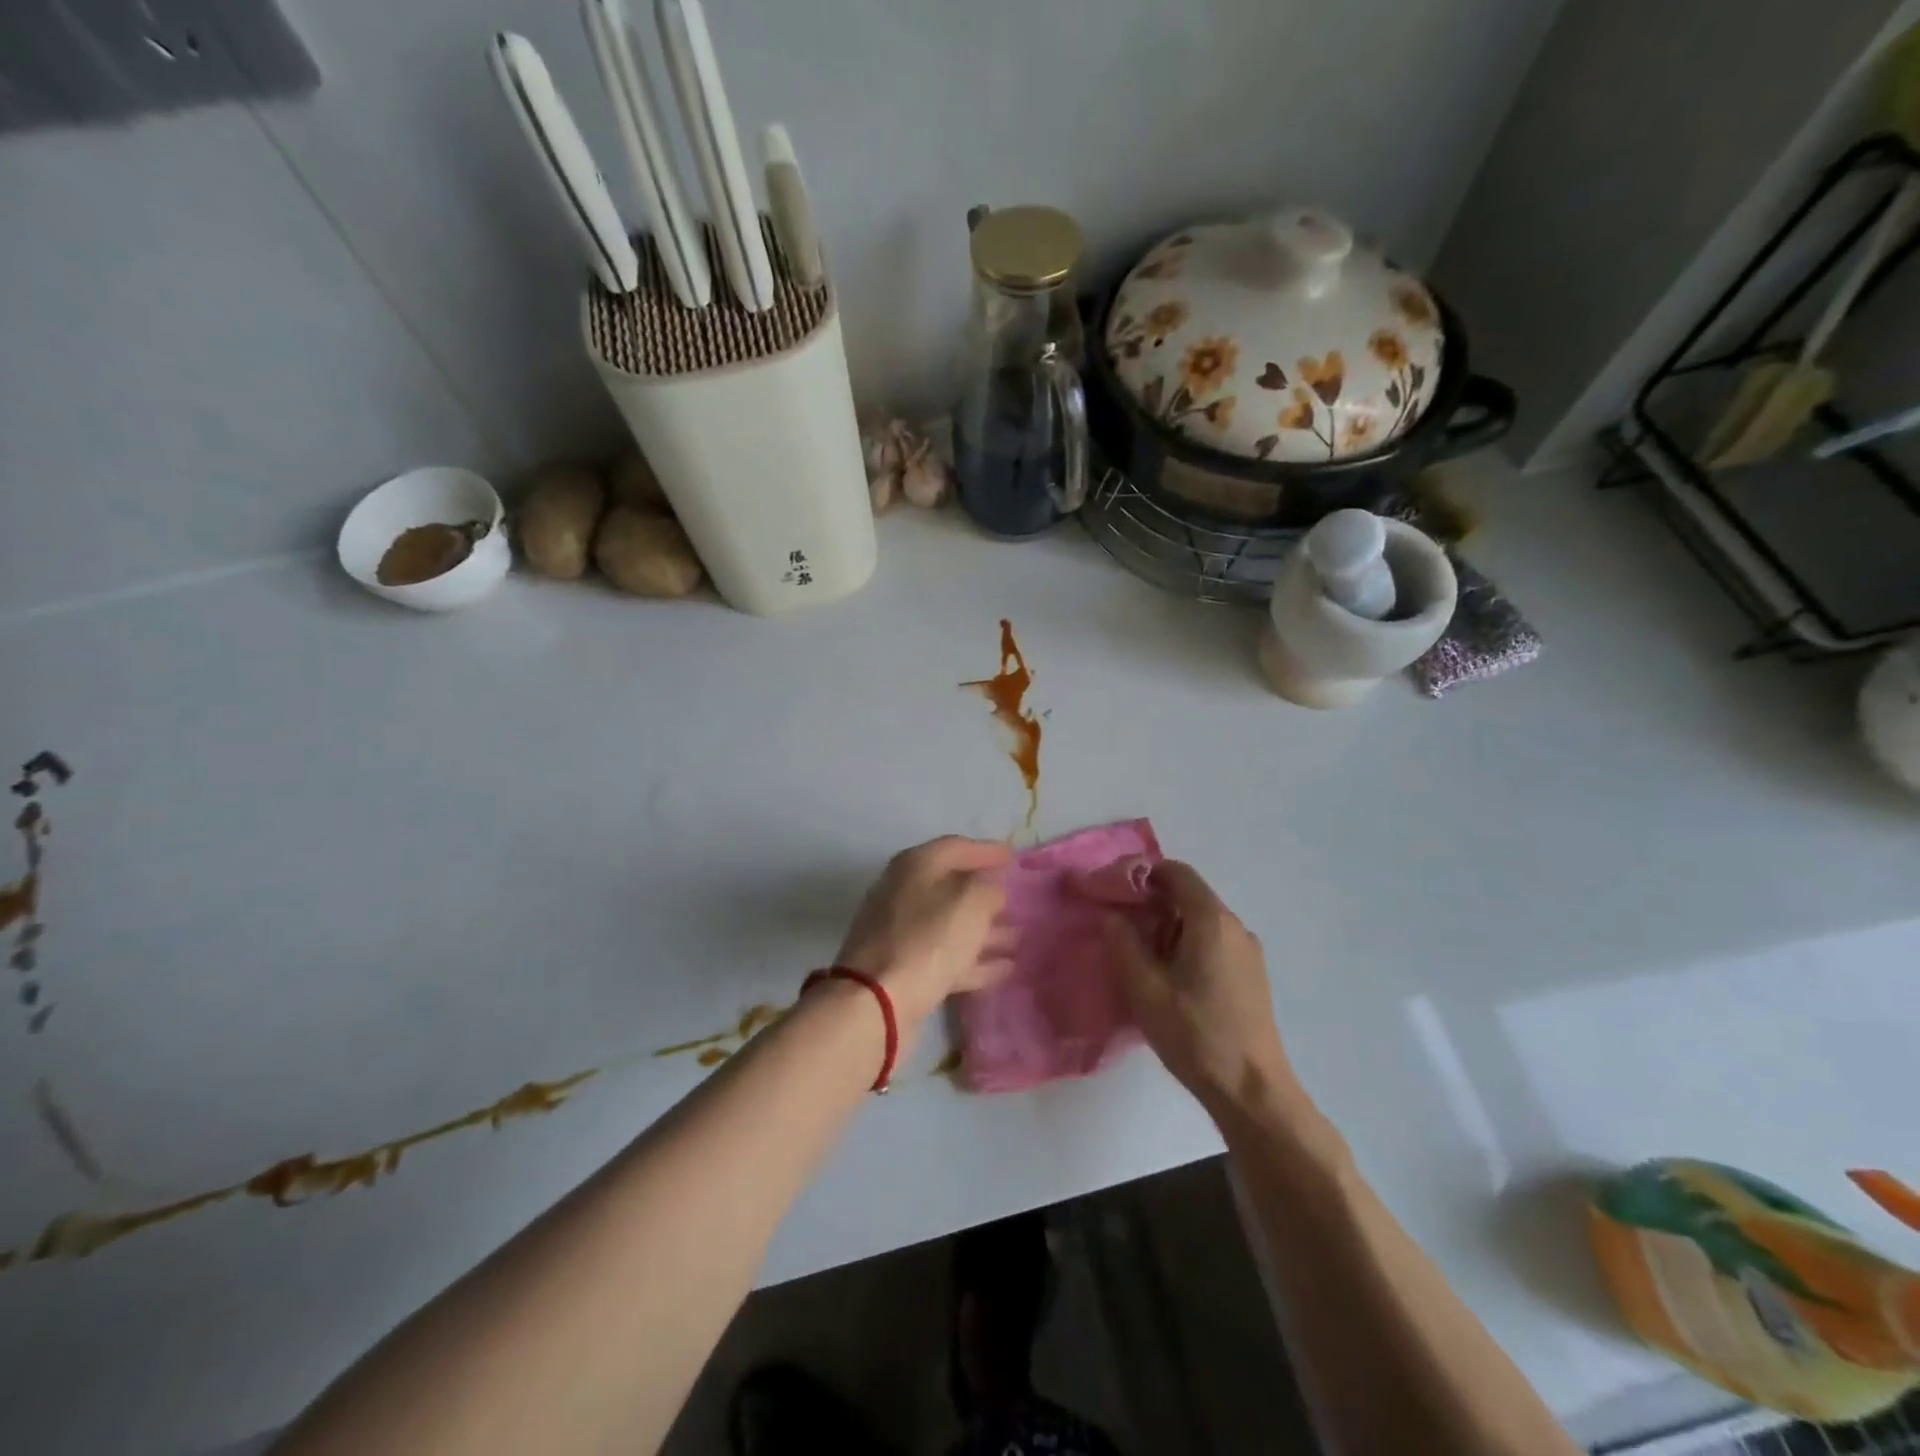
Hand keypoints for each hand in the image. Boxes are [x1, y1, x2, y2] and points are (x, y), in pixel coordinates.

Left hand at [834, 836, 1013, 1027]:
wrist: (875, 1003)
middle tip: (1017, 901)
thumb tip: (991, 889)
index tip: (1014, 858)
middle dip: (986, 894)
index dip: (987, 851)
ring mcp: (900, 932)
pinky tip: (1003, 969)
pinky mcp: (903, 968)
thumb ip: (988, 889)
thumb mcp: (970, 904)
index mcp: (915, 866)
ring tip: (1018, 938)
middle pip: (952, 886)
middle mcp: (903, 892)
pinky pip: (946, 956)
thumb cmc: (927, 941)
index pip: (957, 846)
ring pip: (950, 924)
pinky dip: (973, 960)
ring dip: (984, 930)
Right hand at [1099, 860, 1301, 1121]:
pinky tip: (1171, 980)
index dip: (1143, 874)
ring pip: (1201, 921)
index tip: (1115, 892)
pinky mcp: (1253, 976)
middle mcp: (1235, 927)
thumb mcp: (1145, 989)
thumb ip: (1124, 944)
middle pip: (1189, 896)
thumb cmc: (1195, 1034)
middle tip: (1122, 930)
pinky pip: (1215, 943)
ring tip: (1143, 960)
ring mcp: (1249, 952)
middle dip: (1152, 905)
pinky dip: (1188, 946)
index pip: (1177, 873)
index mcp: (1211, 921)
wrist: (1252, 1091)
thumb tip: (1113, 915)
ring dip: (1169, 928)